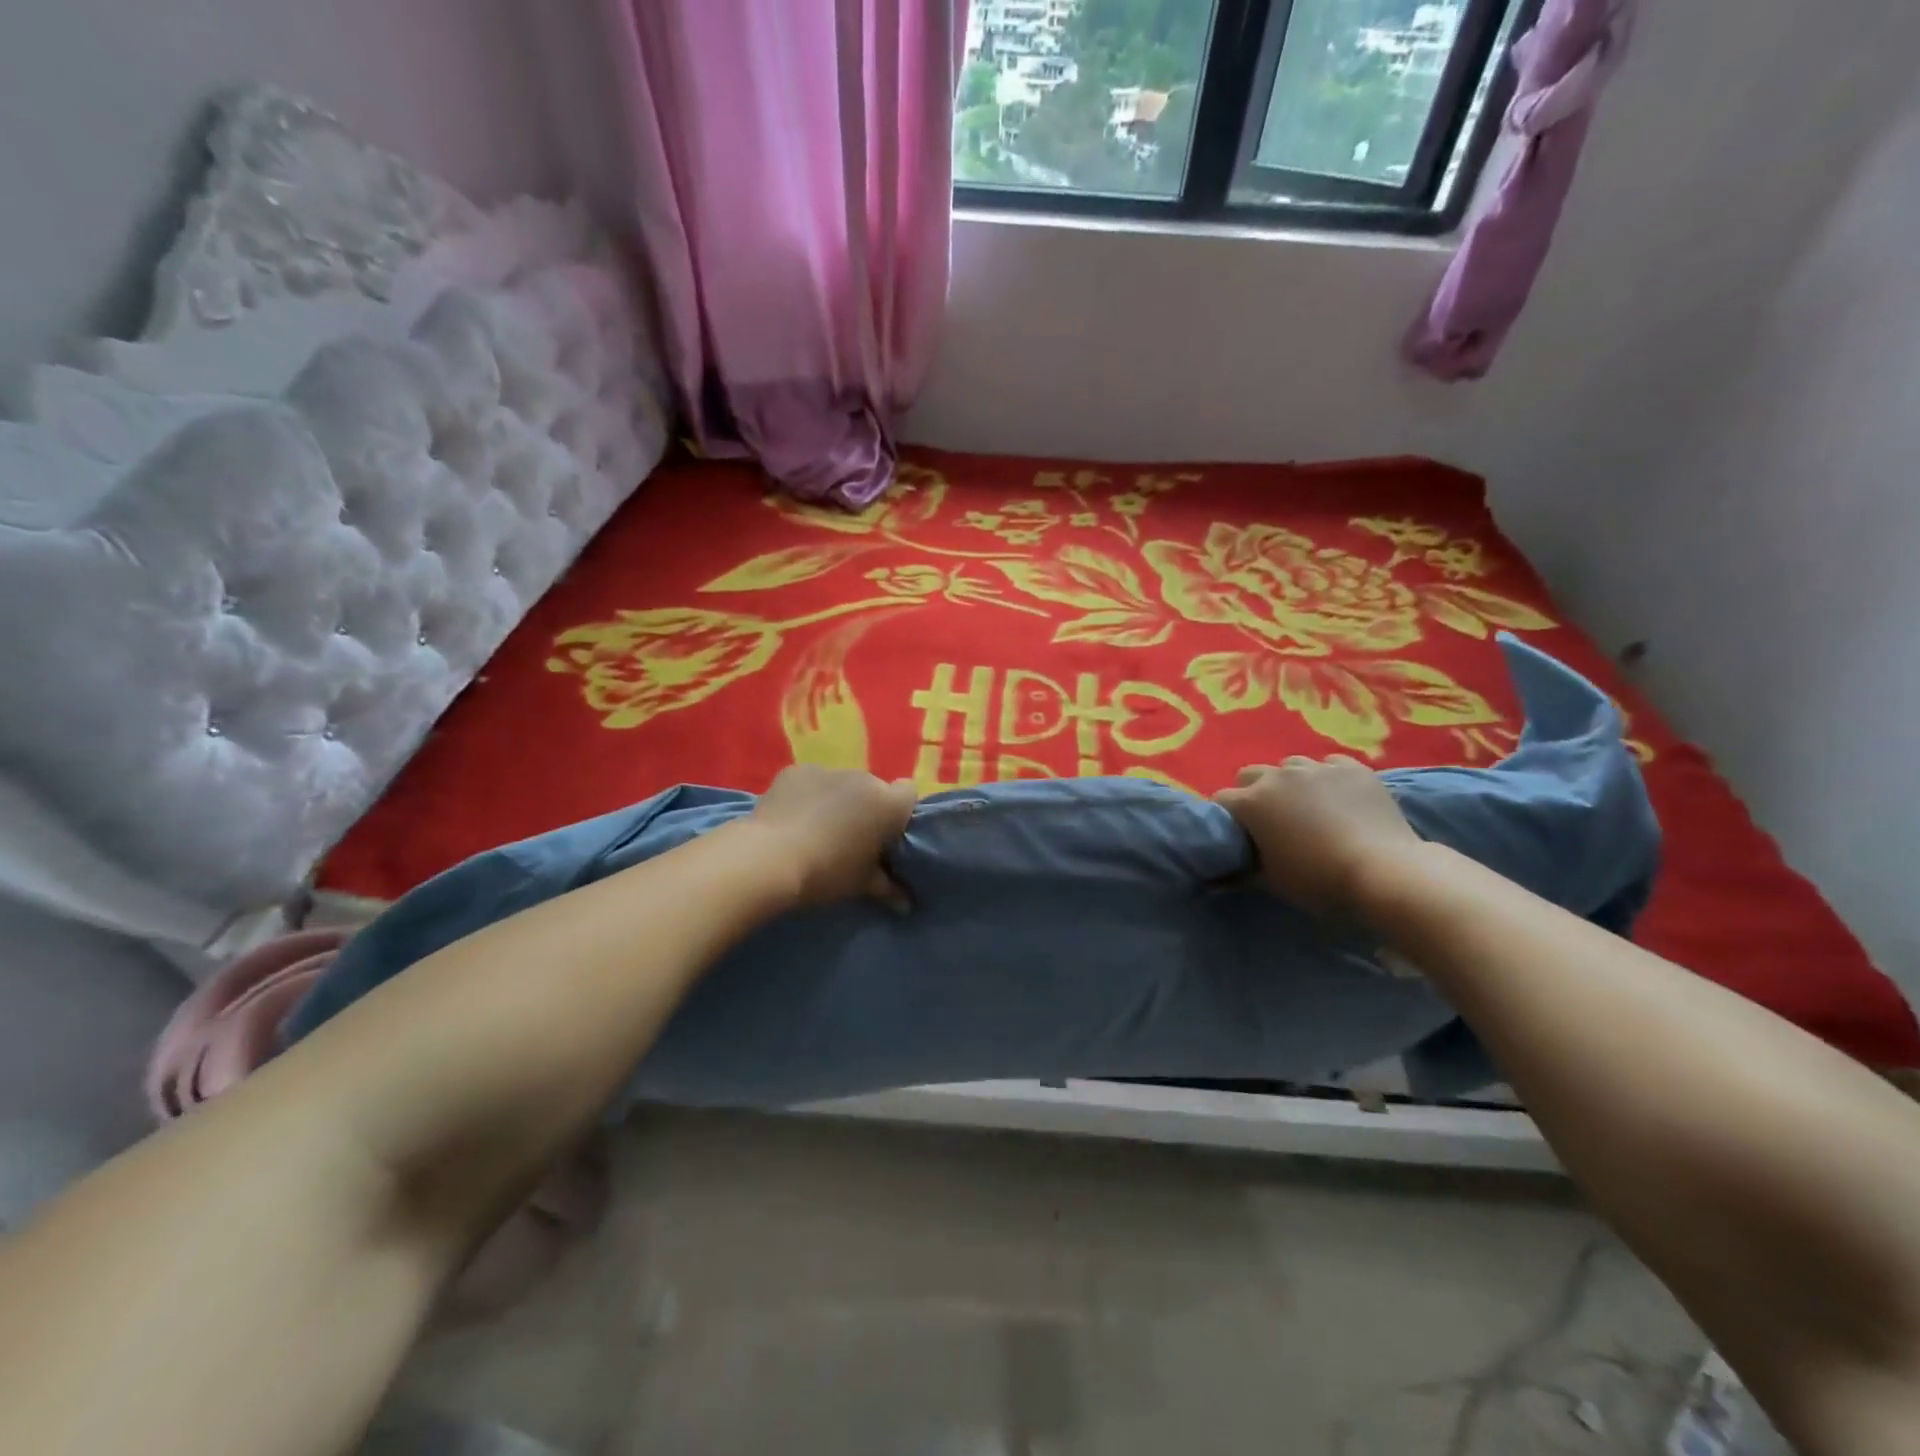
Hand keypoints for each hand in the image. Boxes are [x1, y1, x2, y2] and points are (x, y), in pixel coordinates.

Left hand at [748, 765, 918, 906]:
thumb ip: (888, 889)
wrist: (769, 858)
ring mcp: (827, 771)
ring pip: (841, 784)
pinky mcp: (795, 770)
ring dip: (836, 800)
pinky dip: (806, 795)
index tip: (885, 835)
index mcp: (888, 804)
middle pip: (873, 789)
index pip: (908, 794)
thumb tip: (906, 905)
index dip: (899, 812)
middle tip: (850, 838)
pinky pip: (810, 781)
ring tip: (816, 829)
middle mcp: (863, 779)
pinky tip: (792, 818)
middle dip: (866, 808)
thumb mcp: (861, 885)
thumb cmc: (827, 873)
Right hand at [1215, 756, 1422, 919]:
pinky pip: (1330, 766)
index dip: (1227, 818)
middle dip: (1254, 792)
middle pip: (1251, 775)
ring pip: (1291, 766)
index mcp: (1252, 802)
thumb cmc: (1319, 880)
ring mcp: (1317, 768)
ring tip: (1309, 807)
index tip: (1238, 836)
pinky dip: (1328, 779)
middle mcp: (1278, 776)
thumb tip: (1222, 875)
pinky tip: (1340, 799)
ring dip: (1291, 783)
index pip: (1222, 801)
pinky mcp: (1352, 768)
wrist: (1384, 872)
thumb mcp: (1272, 881)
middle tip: (1271, 820)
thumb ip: (1244, 870)